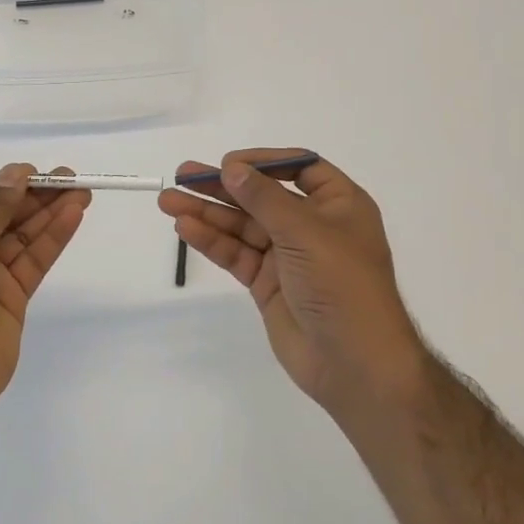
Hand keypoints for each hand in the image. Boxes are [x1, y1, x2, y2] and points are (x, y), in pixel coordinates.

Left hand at [0, 163, 89, 412]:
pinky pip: (34, 261)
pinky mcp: (12, 298)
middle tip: (70, 178)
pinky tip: (72, 217)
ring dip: (50, 213)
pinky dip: (53, 239)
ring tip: (82, 192)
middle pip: (2, 215)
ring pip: (23, 237)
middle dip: (33, 196)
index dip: (2, 183)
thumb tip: (16, 173)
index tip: (33, 172)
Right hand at [158, 149, 429, 417]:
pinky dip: (212, 241)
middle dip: (223, 186)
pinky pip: (237, 254)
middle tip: (183, 174)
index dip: (264, 161)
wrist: (355, 363)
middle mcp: (313, 225)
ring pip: (242, 226)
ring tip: (168, 201)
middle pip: (262, 196)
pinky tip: (186, 228)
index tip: (229, 162)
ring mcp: (289, 256)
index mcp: (338, 204)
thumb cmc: (342, 284)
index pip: (299, 168)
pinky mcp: (268, 283)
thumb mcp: (306, 231)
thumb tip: (231, 167)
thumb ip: (264, 198)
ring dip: (207, 213)